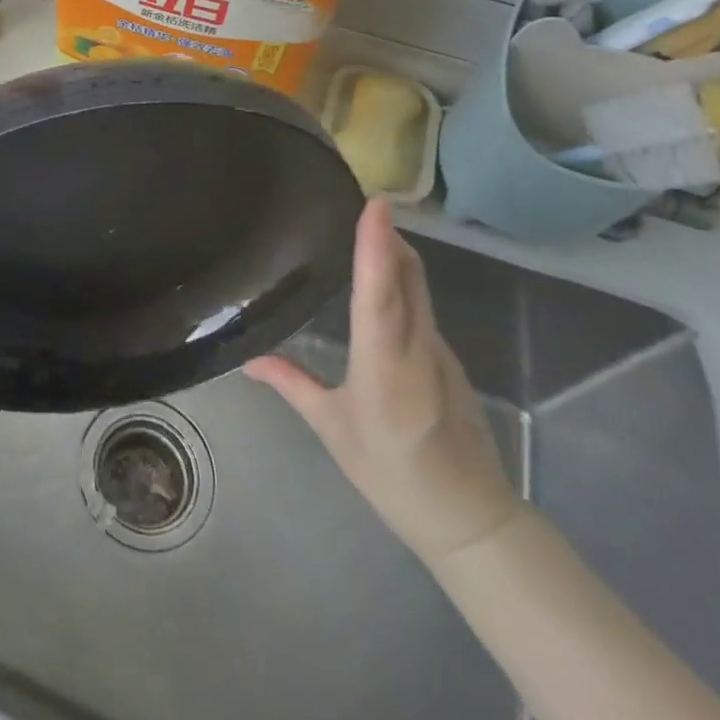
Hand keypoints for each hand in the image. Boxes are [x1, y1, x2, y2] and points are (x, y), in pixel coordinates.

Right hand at [245, 200, 522, 565]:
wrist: (471, 520)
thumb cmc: (392, 475)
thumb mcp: (333, 431)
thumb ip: (293, 384)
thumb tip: (248, 360)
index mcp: (384, 368)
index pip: (379, 297)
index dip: (375, 249)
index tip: (375, 205)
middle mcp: (417, 350)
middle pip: (407, 278)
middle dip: (386, 235)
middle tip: (357, 200)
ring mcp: (439, 352)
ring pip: (418, 288)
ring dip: (393, 253)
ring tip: (362, 228)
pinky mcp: (447, 358)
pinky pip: (422, 305)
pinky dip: (401, 280)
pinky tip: (379, 281)